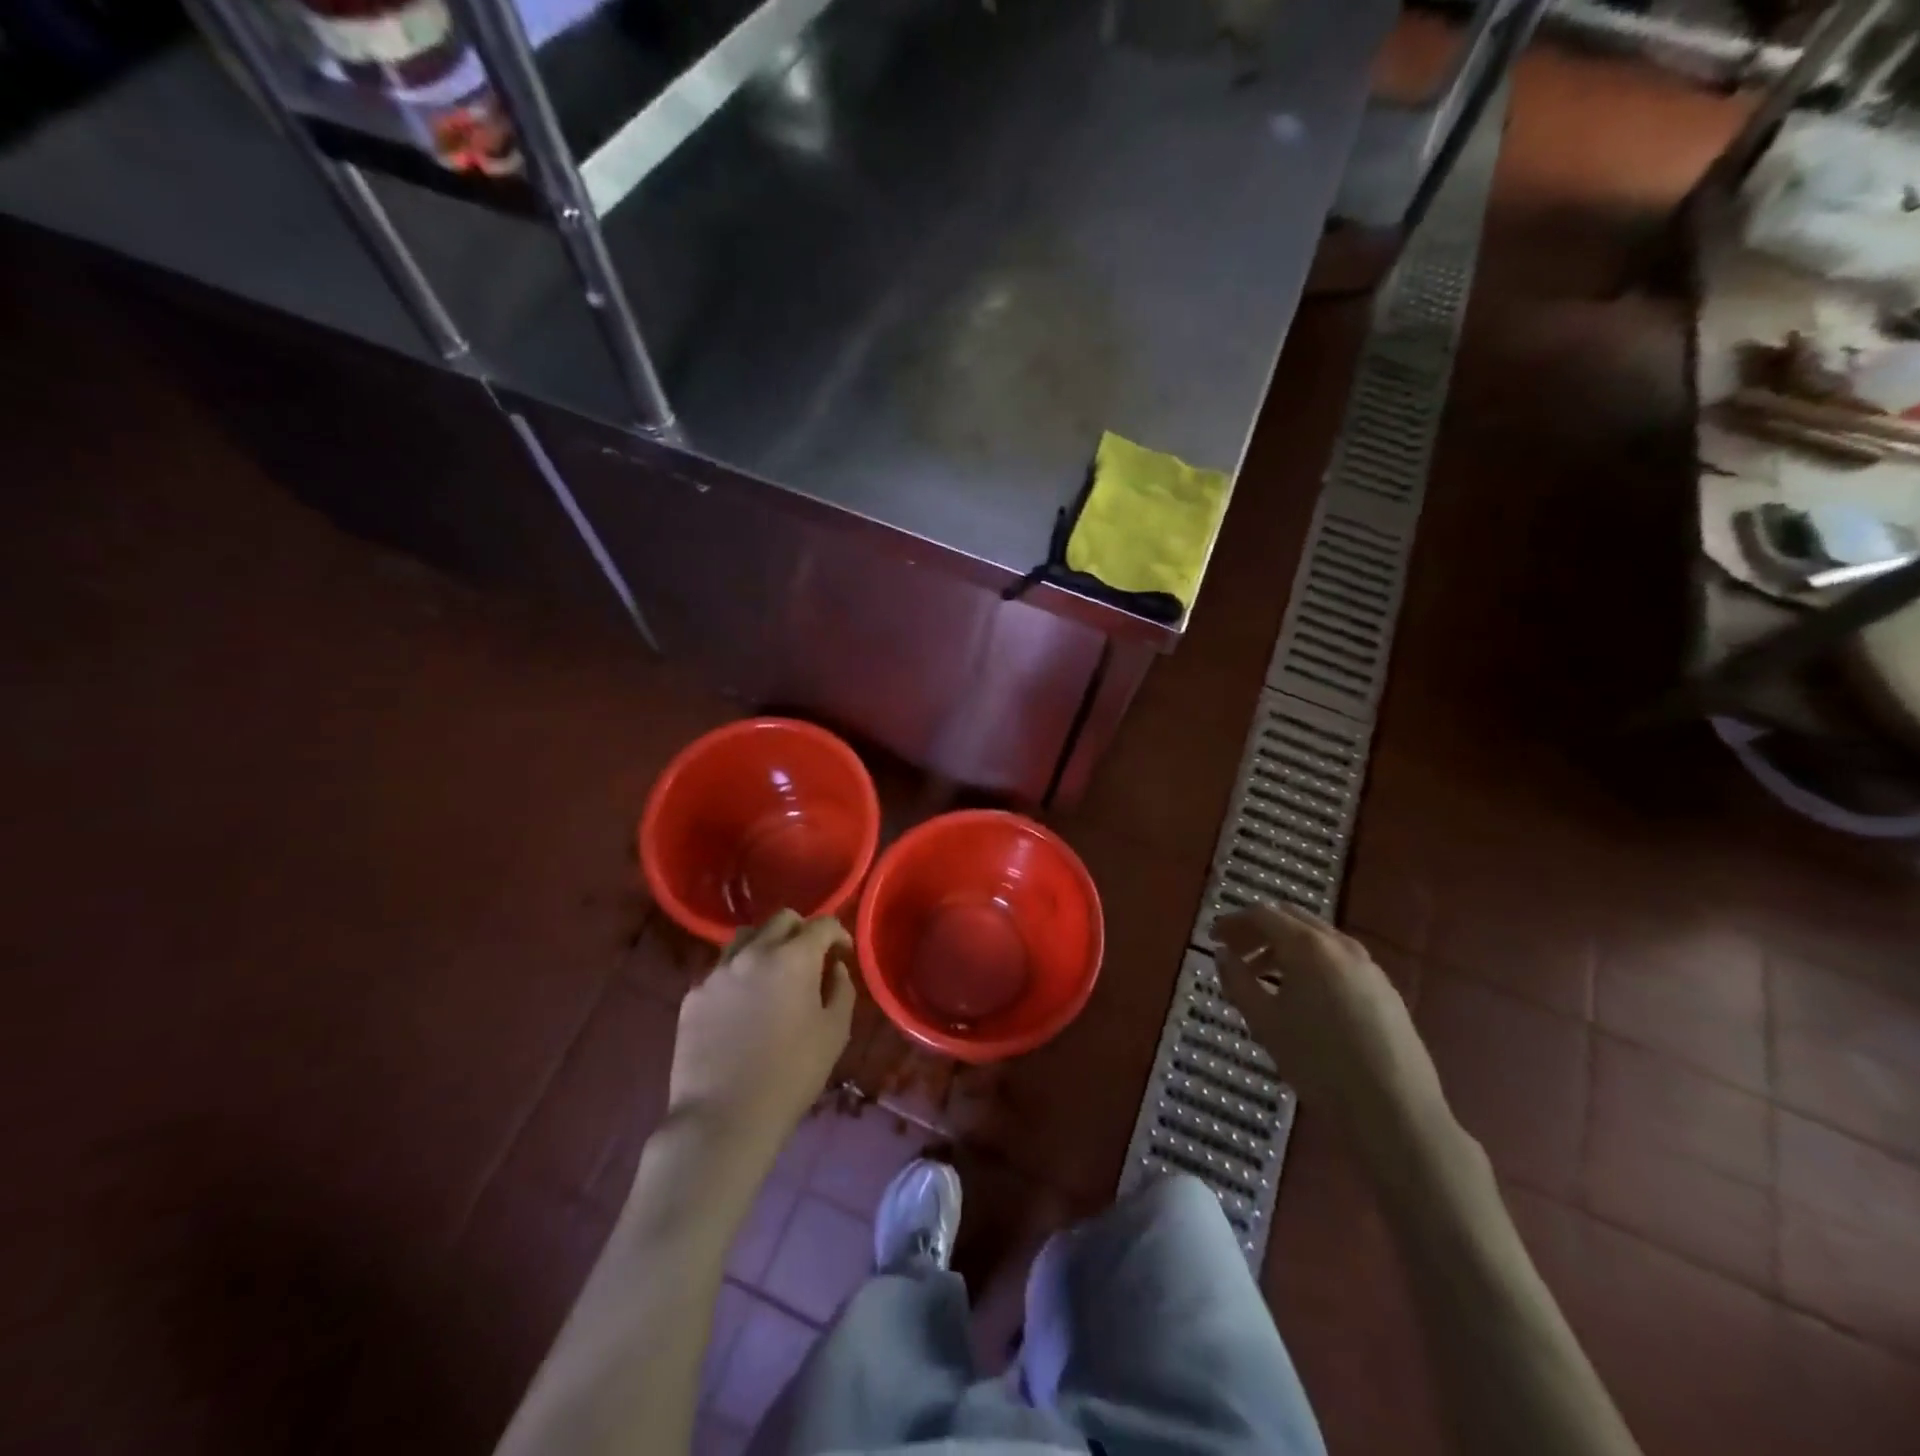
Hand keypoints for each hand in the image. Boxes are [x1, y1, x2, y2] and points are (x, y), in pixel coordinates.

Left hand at [668, 911, 854, 1163]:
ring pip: (746, 937)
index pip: (822, 924)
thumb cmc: (791, 1074)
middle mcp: (753, 952)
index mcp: (793, 957)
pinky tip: (743, 1005)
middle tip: (810, 959)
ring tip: (772, 974)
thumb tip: (835, 967)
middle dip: (802, 931)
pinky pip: (721, 970)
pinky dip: (738, 974)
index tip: (843, 952)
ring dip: (766, 945)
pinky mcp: (693, 995)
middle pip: (782, 919)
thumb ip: (841, 989)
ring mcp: (718, 972)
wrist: (724, 1118)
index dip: (838, 933)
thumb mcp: (835, 1032)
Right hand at [1212, 903, 1449, 1169]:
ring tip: (1263, 977)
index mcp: (1307, 946)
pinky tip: (1303, 996)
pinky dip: (1311, 963)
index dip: (1233, 922)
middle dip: (1259, 930)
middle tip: (1235, 952)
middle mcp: (1340, 945)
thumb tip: (1222, 955)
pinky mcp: (1385, 990)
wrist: (1394, 1110)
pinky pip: (1338, 960)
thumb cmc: (1318, 1063)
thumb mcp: (1264, 1022)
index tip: (1212, 938)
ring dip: (1285, 947)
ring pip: (1317, 939)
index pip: (1262, 915)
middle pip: (1291, 919)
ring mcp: (1368, 966)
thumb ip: (1237, 981)